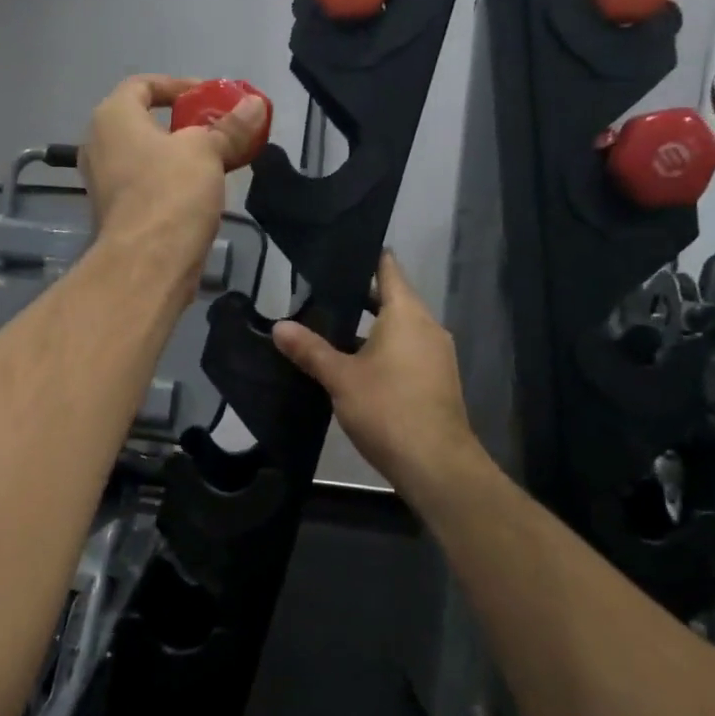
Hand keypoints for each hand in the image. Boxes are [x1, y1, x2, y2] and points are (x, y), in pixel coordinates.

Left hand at [79, 74, 267, 269]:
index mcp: (112, 118)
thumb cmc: (170, 192)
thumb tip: (256, 104)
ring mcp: (104, 184)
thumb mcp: (207, 151)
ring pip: (148, 158)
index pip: (142, 85)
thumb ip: (230, 127)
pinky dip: (173, 183)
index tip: (211, 97)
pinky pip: (148, 186)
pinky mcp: (117, 215)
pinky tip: (203, 192)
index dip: (179, 86)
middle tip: (220, 130)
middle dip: (185, 125)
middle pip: (146, 123)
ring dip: (182, 157)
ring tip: (220, 161)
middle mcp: (99, 146)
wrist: (146, 264)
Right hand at [272, 253, 477, 494]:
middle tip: (319, 294)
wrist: (436, 464)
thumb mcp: (341, 377)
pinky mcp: (436, 380)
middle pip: (393, 298)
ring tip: (330, 327)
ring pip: (399, 328)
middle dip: (359, 296)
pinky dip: (383, 349)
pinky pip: (406, 351)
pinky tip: (354, 364)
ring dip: (369, 326)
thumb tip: (278, 326)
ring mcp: (436, 354)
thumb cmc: (388, 409)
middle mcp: (427, 326)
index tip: (338, 252)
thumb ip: (310, 350)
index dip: (365, 256)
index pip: (387, 268)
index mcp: (407, 314)